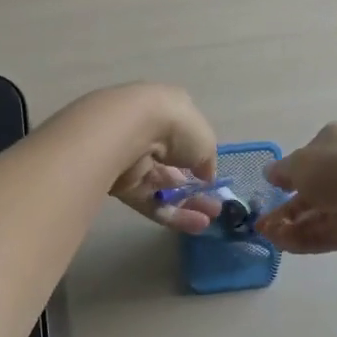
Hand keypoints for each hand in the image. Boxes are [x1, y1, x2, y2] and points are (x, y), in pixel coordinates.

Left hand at [96, 84, 223, 235]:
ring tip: (210, 219)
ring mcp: (133, 161)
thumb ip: (207, 161)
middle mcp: (148, 134)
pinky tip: (197, 225)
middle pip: (173, 166)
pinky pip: (151, 202)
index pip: (184, 137)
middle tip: (215, 206)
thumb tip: (205, 177)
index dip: (199, 158)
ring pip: (163, 187)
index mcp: (168, 111)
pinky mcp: (122, 186)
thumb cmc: (175, 126)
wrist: (128, 133)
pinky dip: (173, 214)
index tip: (212, 177)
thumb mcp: (206, 141)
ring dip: (187, 204)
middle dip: (195, 187)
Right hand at [255, 122, 336, 253]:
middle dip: (284, 207)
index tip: (270, 188)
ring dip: (289, 225)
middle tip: (261, 223)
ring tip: (266, 236)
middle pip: (311, 189)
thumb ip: (282, 171)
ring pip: (316, 214)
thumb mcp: (301, 163)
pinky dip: (303, 239)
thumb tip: (271, 173)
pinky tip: (282, 245)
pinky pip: (326, 233)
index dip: (288, 173)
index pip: (309, 157)